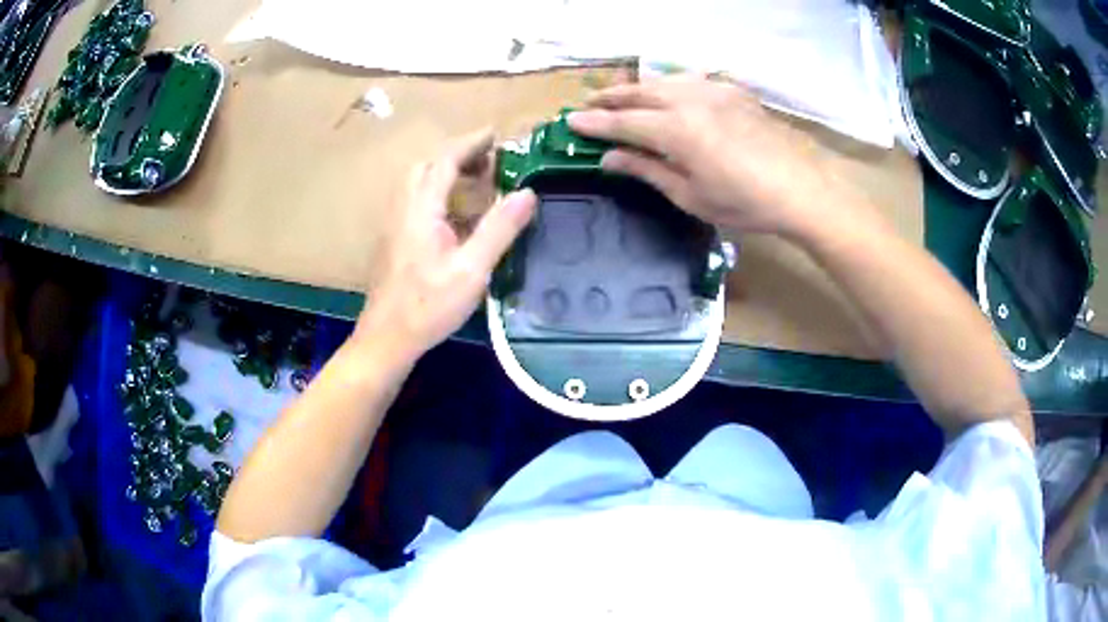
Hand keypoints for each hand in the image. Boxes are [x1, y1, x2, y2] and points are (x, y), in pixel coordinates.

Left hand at [354, 130, 536, 362]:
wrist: (387, 339)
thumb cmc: (429, 306)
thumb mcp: (472, 269)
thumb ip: (499, 228)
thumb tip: (528, 193)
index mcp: (421, 210)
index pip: (444, 161)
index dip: (470, 144)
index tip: (494, 134)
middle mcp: (403, 210)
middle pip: (425, 167)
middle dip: (456, 156)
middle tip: (486, 161)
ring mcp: (394, 226)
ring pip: (416, 184)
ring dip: (443, 173)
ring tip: (474, 183)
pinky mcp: (393, 243)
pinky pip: (414, 202)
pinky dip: (436, 194)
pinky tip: (454, 217)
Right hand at [568, 77, 836, 236]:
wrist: (799, 190)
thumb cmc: (743, 203)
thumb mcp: (690, 195)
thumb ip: (647, 170)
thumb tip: (610, 158)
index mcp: (676, 130)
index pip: (623, 123)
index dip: (594, 124)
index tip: (570, 123)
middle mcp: (689, 100)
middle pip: (639, 93)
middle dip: (610, 98)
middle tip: (588, 104)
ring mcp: (713, 90)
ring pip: (662, 80)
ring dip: (637, 87)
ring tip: (621, 95)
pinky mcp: (732, 91)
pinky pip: (690, 80)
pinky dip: (669, 84)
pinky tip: (667, 92)